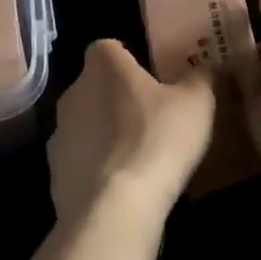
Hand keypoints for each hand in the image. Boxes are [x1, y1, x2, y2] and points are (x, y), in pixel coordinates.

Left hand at [47, 39, 215, 225]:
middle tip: (150, 116)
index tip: (151, 77)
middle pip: (96, 85)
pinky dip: (96, 169)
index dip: (128, 59)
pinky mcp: (54, 175)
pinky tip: (121, 187)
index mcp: (103, 64)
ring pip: (86, 124)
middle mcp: (74, 91)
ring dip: (104, 134)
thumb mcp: (196, 102)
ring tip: (138, 156)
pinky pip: (79, 162)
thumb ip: (201, 77)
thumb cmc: (156, 139)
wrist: (114, 211)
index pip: (110, 48)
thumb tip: (206, 66)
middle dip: (117, 97)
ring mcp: (59, 134)